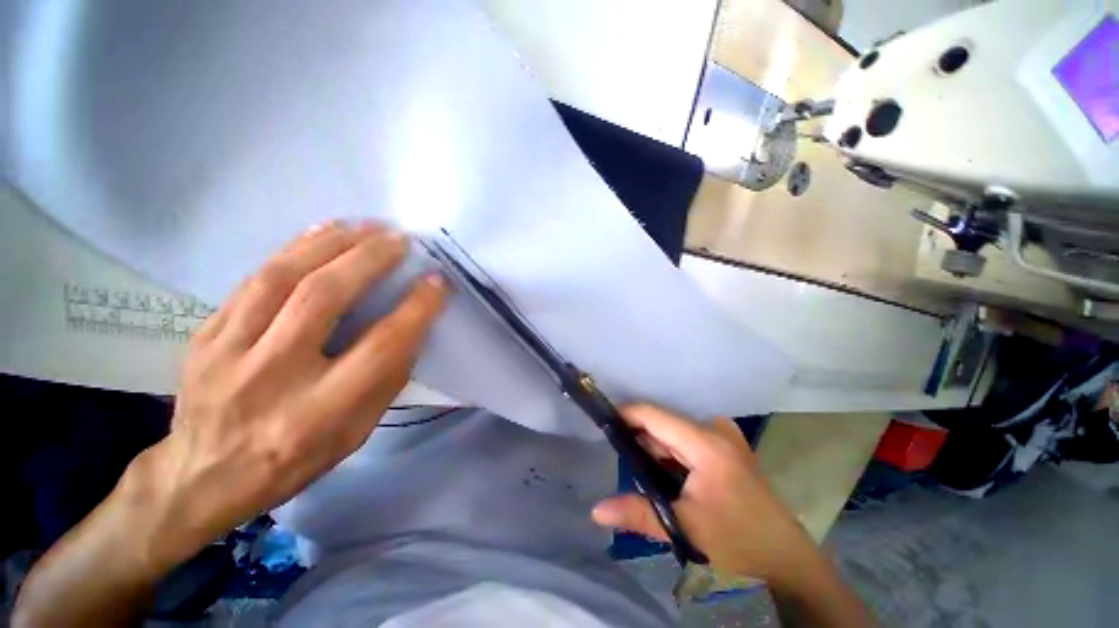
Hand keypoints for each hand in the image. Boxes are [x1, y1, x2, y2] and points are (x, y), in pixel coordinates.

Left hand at [127, 221, 447, 571]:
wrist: (202, 476)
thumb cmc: (295, 458)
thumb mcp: (357, 432)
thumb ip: (386, 379)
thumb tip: (412, 326)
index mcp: (320, 412)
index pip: (381, 347)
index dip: (416, 308)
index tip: (437, 282)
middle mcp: (272, 377)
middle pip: (324, 299)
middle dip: (370, 260)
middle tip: (400, 238)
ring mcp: (227, 352)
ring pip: (282, 278)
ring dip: (332, 244)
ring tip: (366, 226)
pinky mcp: (204, 335)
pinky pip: (252, 280)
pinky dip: (293, 250)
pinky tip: (320, 233)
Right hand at [591, 405, 815, 583]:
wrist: (789, 563)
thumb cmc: (738, 544)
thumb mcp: (684, 530)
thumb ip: (638, 514)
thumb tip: (596, 511)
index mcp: (706, 442)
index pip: (654, 415)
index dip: (626, 415)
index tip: (603, 425)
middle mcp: (715, 430)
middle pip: (664, 424)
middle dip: (640, 439)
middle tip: (619, 460)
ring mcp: (725, 438)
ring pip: (675, 434)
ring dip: (656, 450)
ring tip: (640, 472)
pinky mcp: (729, 449)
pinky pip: (688, 442)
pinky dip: (672, 455)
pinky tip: (666, 476)